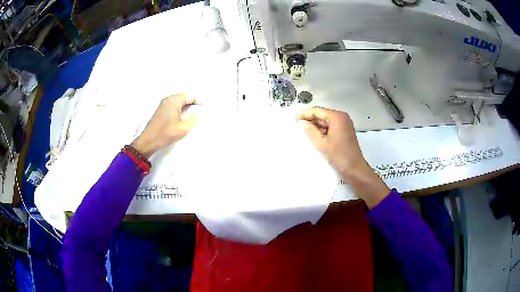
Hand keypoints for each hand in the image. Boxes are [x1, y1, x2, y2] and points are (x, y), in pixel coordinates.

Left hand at [131, 93, 199, 158]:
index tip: (203, 110)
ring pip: (179, 102)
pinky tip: (182, 118)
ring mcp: (164, 104)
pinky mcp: (161, 110)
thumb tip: (201, 114)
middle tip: (199, 114)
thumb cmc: (166, 134)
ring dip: (186, 107)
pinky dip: (180, 110)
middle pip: (184, 97)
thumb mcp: (183, 128)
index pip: (190, 95)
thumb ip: (194, 119)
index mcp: (174, 100)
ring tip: (192, 117)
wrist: (149, 141)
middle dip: (193, 104)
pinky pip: (174, 105)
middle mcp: (168, 99)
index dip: (198, 101)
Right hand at [296, 107, 389, 207]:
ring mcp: (344, 125)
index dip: (305, 114)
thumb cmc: (339, 155)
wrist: (355, 169)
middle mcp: (342, 118)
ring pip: (326, 122)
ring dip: (315, 126)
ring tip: (303, 131)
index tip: (294, 117)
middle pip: (322, 115)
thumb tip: (302, 123)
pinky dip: (322, 131)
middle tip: (297, 125)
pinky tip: (313, 136)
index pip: (318, 111)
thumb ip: (310, 131)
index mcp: (337, 117)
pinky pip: (330, 128)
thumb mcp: (322, 143)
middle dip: (310, 120)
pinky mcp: (344, 132)